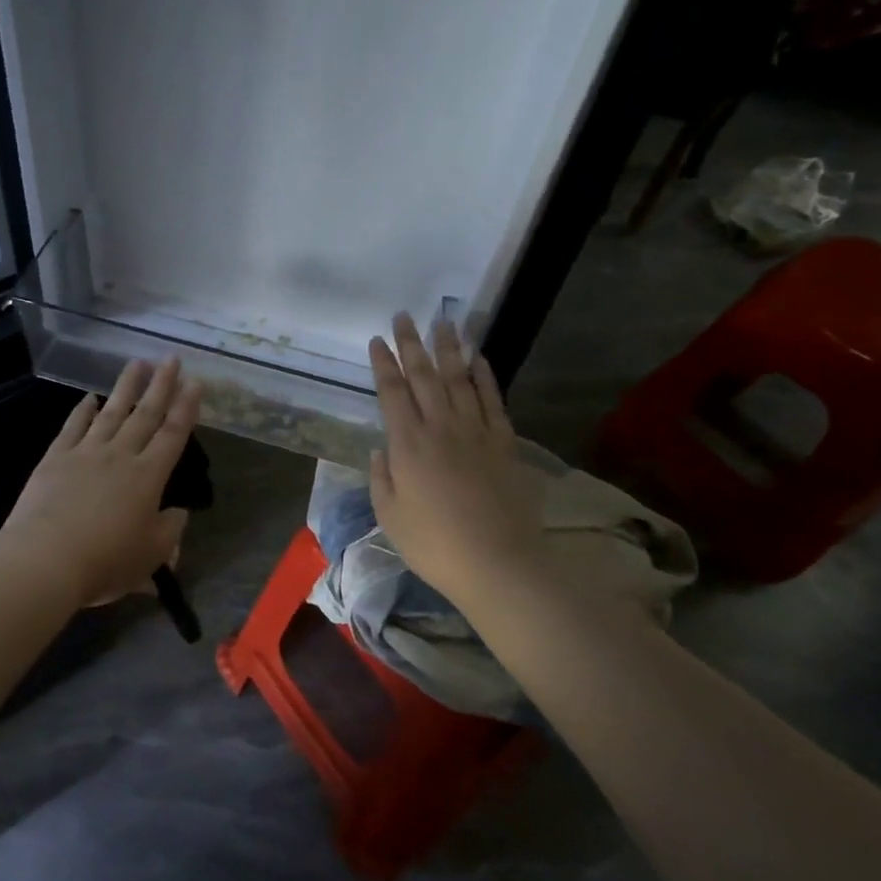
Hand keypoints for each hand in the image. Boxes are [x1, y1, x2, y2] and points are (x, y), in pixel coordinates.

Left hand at [2, 358, 202, 609]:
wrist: (46, 559)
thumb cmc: (105, 562)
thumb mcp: (151, 556)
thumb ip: (170, 531)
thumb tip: (179, 513)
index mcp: (148, 477)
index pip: (173, 435)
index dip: (186, 408)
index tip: (195, 383)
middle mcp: (120, 455)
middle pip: (145, 414)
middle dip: (161, 385)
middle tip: (171, 359)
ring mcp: (86, 452)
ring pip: (111, 412)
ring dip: (126, 386)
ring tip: (137, 362)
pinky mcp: (56, 458)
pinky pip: (73, 427)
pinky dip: (82, 410)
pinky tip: (89, 397)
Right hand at [368, 315, 544, 601]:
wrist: (498, 564)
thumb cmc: (434, 545)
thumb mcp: (389, 515)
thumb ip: (382, 477)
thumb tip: (384, 448)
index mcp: (407, 444)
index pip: (392, 392)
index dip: (383, 364)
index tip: (377, 339)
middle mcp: (440, 428)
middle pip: (424, 376)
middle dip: (412, 344)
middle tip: (404, 315)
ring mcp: (475, 432)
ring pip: (459, 379)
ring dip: (449, 349)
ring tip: (442, 323)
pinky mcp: (504, 443)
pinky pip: (492, 400)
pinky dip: (484, 376)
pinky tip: (478, 358)